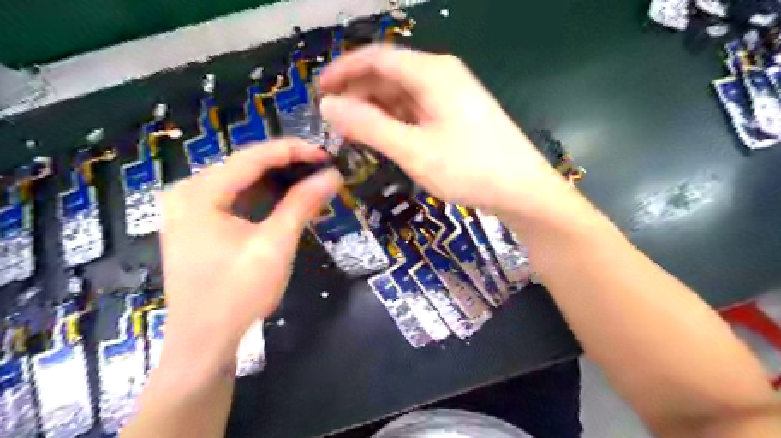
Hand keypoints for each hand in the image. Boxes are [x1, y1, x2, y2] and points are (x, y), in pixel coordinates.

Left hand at [159, 138, 340, 363]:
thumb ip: (302, 204)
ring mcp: (189, 209)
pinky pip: (235, 199)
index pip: (252, 157)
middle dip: (286, 165)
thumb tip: (333, 175)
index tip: (326, 154)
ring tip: (311, 180)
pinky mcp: (198, 225)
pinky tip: (286, 199)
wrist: (205, 342)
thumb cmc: (238, 293)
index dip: (293, 151)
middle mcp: (187, 192)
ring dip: (276, 180)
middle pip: (244, 166)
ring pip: (241, 182)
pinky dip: (263, 197)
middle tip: (322, 168)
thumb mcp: (275, 245)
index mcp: (199, 192)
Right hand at [318, 44, 571, 214]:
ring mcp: (452, 97)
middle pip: (390, 74)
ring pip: (403, 95)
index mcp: (431, 73)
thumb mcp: (413, 150)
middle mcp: (442, 76)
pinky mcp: (457, 117)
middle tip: (334, 121)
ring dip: (376, 110)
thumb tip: (328, 105)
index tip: (318, 91)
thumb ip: (368, 126)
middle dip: (358, 93)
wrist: (523, 191)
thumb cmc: (469, 169)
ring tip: (354, 133)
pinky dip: (396, 121)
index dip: (343, 70)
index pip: (377, 58)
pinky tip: (385, 138)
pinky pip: (417, 111)